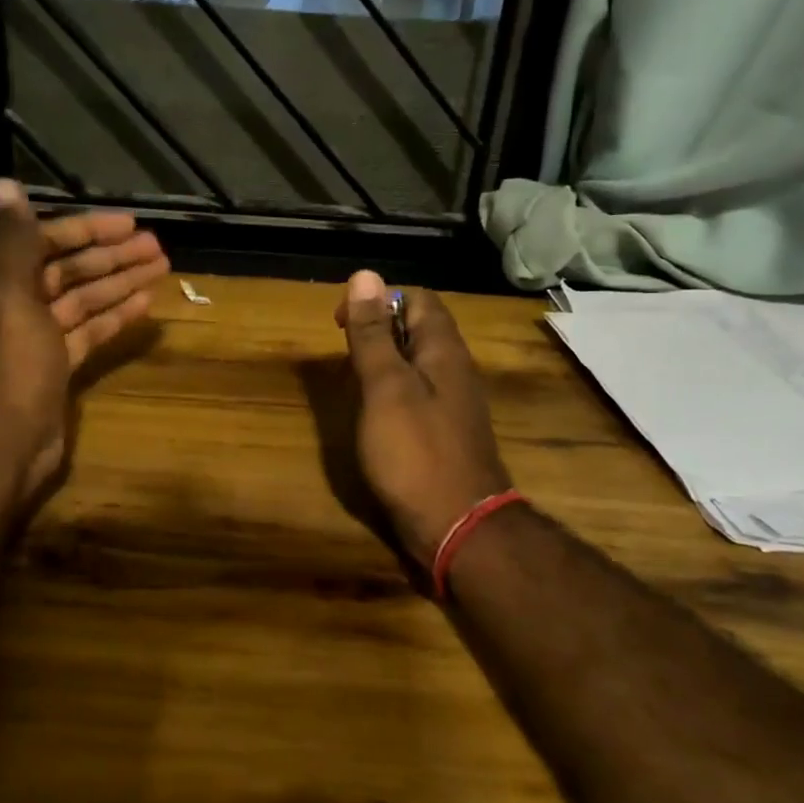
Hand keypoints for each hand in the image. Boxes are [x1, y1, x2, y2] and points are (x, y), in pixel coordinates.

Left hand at [0, 180, 167, 506]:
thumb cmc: (5, 366)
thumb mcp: (8, 295)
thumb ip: (15, 240)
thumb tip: (1, 183)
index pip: (45, 242)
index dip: (87, 231)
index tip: (129, 224)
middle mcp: (14, 305)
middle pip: (69, 271)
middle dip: (112, 257)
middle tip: (157, 246)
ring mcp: (37, 339)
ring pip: (84, 301)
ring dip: (120, 283)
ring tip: (162, 267)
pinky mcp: (57, 368)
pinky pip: (89, 333)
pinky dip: (115, 318)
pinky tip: (145, 305)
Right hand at [335, 270, 511, 566]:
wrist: (459, 527)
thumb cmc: (416, 452)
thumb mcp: (385, 387)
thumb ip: (374, 334)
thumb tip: (364, 275)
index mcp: (443, 350)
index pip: (418, 298)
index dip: (380, 298)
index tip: (344, 322)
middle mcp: (454, 370)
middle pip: (419, 330)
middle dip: (379, 330)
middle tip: (344, 354)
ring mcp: (454, 405)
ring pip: (417, 364)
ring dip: (384, 363)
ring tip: (352, 381)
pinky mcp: (446, 435)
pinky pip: (418, 397)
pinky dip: (392, 394)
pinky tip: (374, 416)